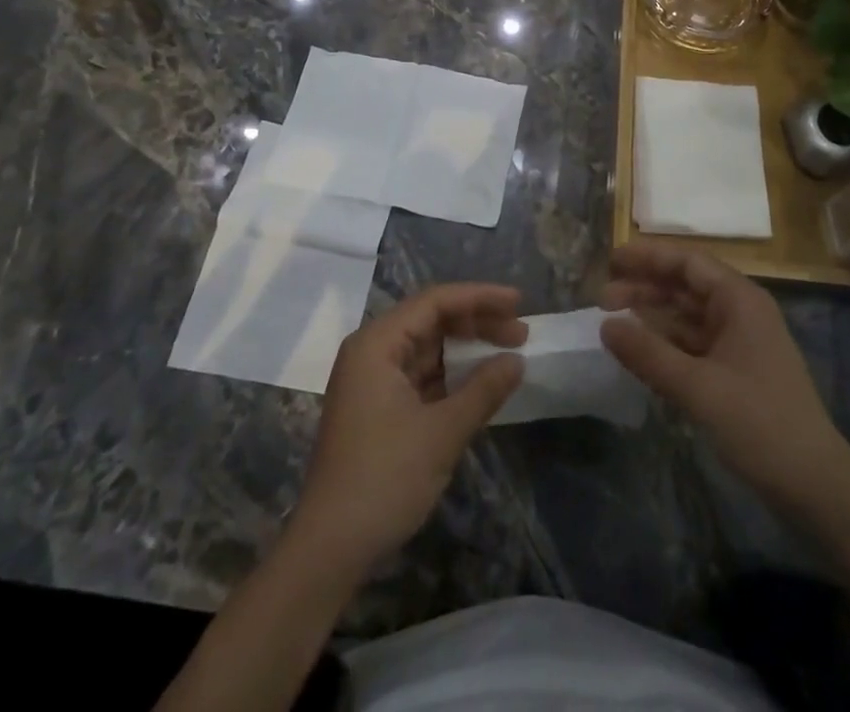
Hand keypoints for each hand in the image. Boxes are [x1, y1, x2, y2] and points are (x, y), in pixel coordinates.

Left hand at [291, 284, 525, 569]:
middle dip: (477, 322)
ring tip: (508, 353)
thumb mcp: (442, 432)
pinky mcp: (378, 409)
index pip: (435, 301)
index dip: (480, 297)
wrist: (328, 550)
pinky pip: (421, 376)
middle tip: (521, 332)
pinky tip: (481, 382)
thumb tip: (517, 361)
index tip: (519, 302)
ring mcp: (373, 382)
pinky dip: (452, 375)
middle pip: (431, 320)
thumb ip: (483, 390)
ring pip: (427, 348)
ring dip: (467, 349)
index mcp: (377, 344)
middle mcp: (371, 352)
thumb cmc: (384, 479)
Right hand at [600, 241, 849, 509]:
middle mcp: (740, 312)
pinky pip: (694, 345)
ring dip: (652, 317)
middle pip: (686, 286)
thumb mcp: (697, 387)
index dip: (648, 257)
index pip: (688, 262)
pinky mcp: (737, 372)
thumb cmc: (759, 424)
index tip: (611, 261)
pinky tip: (640, 353)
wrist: (815, 486)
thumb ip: (648, 354)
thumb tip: (605, 325)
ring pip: (688, 317)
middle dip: (644, 288)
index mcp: (739, 300)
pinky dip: (666, 344)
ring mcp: (740, 343)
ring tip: (612, 324)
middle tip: (601, 299)